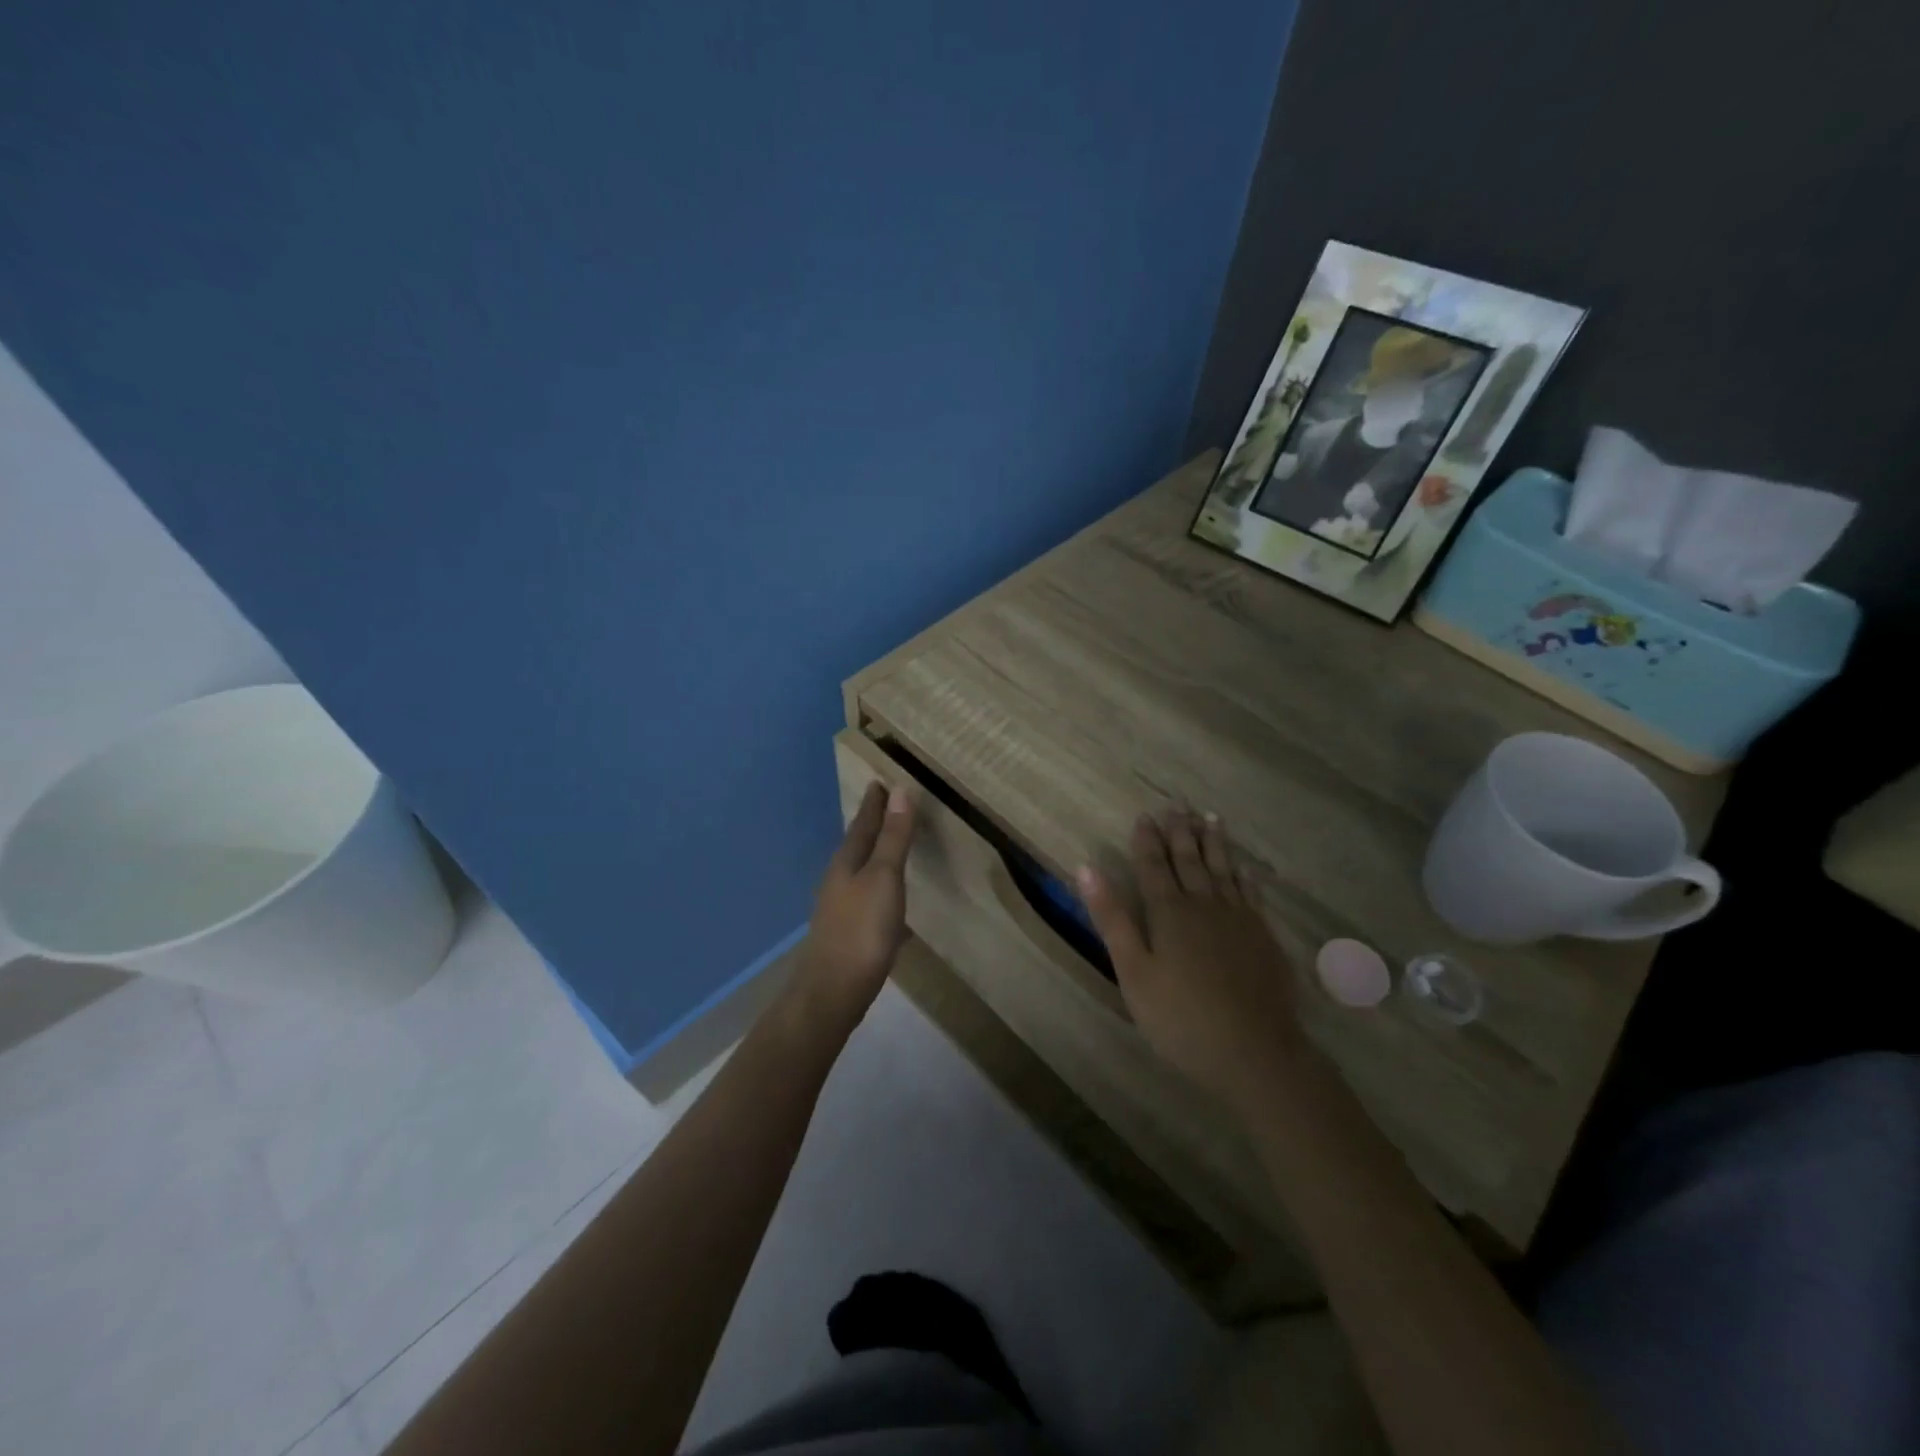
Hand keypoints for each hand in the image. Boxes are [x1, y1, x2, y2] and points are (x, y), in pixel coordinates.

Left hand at [797, 782, 916, 1020]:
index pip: (863, 823)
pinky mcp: (849, 934)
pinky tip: (896, 907)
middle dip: (873, 826)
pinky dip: (882, 892)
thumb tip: (899, 791)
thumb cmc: (862, 930)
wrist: (832, 992)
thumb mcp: (884, 878)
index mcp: (847, 862)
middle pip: (858, 845)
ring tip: (893, 849)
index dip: (875, 803)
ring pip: (862, 873)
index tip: (880, 781)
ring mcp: (841, 909)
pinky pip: (869, 901)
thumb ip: (893, 838)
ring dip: (877, 858)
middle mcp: (839, 880)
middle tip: (887, 807)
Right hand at [1076, 809, 1301, 1107]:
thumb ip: (1112, 919)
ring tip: (1210, 817)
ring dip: (1214, 842)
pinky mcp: (1263, 936)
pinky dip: (1243, 874)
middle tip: (1177, 804)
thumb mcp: (1133, 972)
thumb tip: (1087, 869)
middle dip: (1180, 831)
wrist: (1255, 1052)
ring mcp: (1238, 919)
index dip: (1147, 841)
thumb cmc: (1181, 1017)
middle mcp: (1205, 905)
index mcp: (1169, 913)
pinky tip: (1242, 865)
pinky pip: (1250, 892)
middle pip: (1190, 860)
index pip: (1154, 866)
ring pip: (1223, 869)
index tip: (1144, 815)